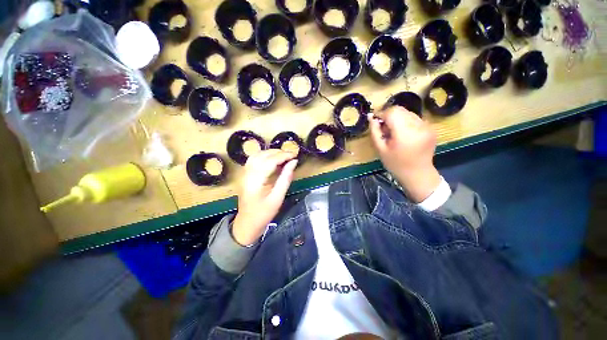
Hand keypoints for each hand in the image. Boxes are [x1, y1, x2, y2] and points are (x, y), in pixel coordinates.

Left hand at [232, 150, 297, 245]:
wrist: (247, 223)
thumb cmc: (264, 213)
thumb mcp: (278, 197)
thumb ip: (285, 178)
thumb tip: (294, 162)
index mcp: (256, 181)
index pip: (270, 161)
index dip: (284, 156)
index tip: (295, 155)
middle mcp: (248, 174)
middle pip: (263, 155)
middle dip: (278, 152)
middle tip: (291, 155)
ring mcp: (245, 173)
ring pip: (257, 155)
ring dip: (271, 152)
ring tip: (284, 156)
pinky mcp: (245, 174)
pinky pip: (254, 159)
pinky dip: (264, 155)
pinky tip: (272, 159)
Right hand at [369, 106, 440, 202]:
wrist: (417, 173)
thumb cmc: (395, 164)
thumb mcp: (380, 149)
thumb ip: (375, 131)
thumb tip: (371, 117)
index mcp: (405, 133)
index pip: (392, 112)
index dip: (381, 114)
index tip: (375, 121)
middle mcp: (419, 126)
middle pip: (400, 110)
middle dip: (389, 116)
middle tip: (384, 129)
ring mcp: (427, 126)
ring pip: (407, 113)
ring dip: (397, 119)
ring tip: (394, 132)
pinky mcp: (431, 128)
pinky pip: (415, 118)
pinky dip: (406, 122)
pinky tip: (403, 134)